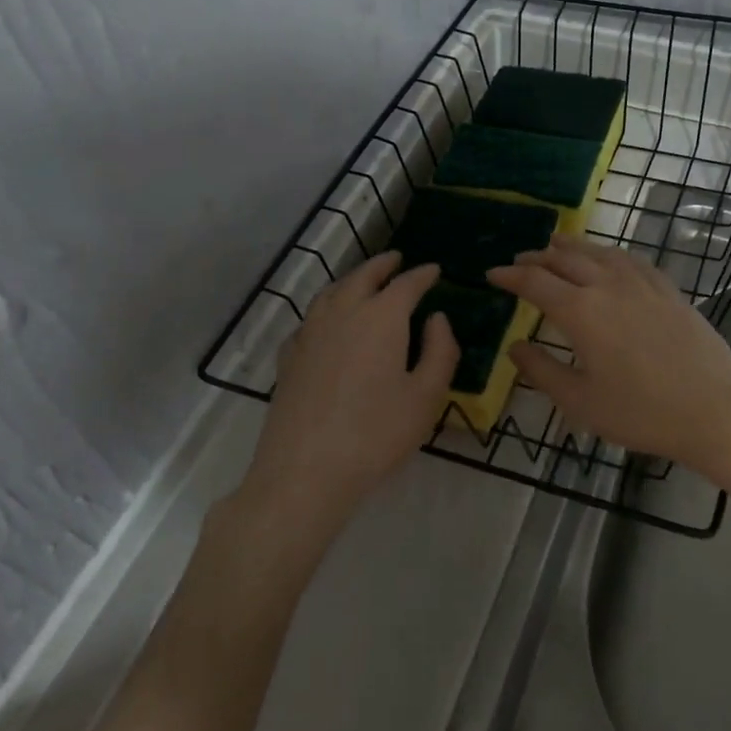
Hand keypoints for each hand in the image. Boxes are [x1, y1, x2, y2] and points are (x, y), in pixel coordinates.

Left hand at [244, 252, 458, 529]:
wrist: (306, 470)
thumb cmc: (377, 433)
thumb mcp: (426, 396)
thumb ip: (440, 351)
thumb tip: (437, 319)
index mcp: (381, 318)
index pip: (406, 284)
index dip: (422, 275)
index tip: (434, 270)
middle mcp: (342, 313)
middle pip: (363, 277)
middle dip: (383, 266)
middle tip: (397, 260)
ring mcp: (310, 333)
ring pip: (331, 292)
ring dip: (352, 280)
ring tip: (363, 281)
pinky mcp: (289, 357)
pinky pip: (310, 319)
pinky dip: (326, 309)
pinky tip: (328, 323)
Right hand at [487, 236, 730, 477]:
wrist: (716, 409)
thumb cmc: (642, 412)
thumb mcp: (581, 402)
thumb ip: (542, 371)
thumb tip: (514, 348)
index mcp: (581, 312)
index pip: (535, 283)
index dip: (510, 276)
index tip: (492, 274)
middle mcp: (609, 286)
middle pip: (565, 260)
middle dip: (537, 258)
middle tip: (519, 261)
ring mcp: (643, 284)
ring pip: (599, 252)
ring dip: (572, 247)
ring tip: (556, 244)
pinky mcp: (668, 290)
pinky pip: (630, 259)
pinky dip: (609, 253)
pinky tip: (609, 258)